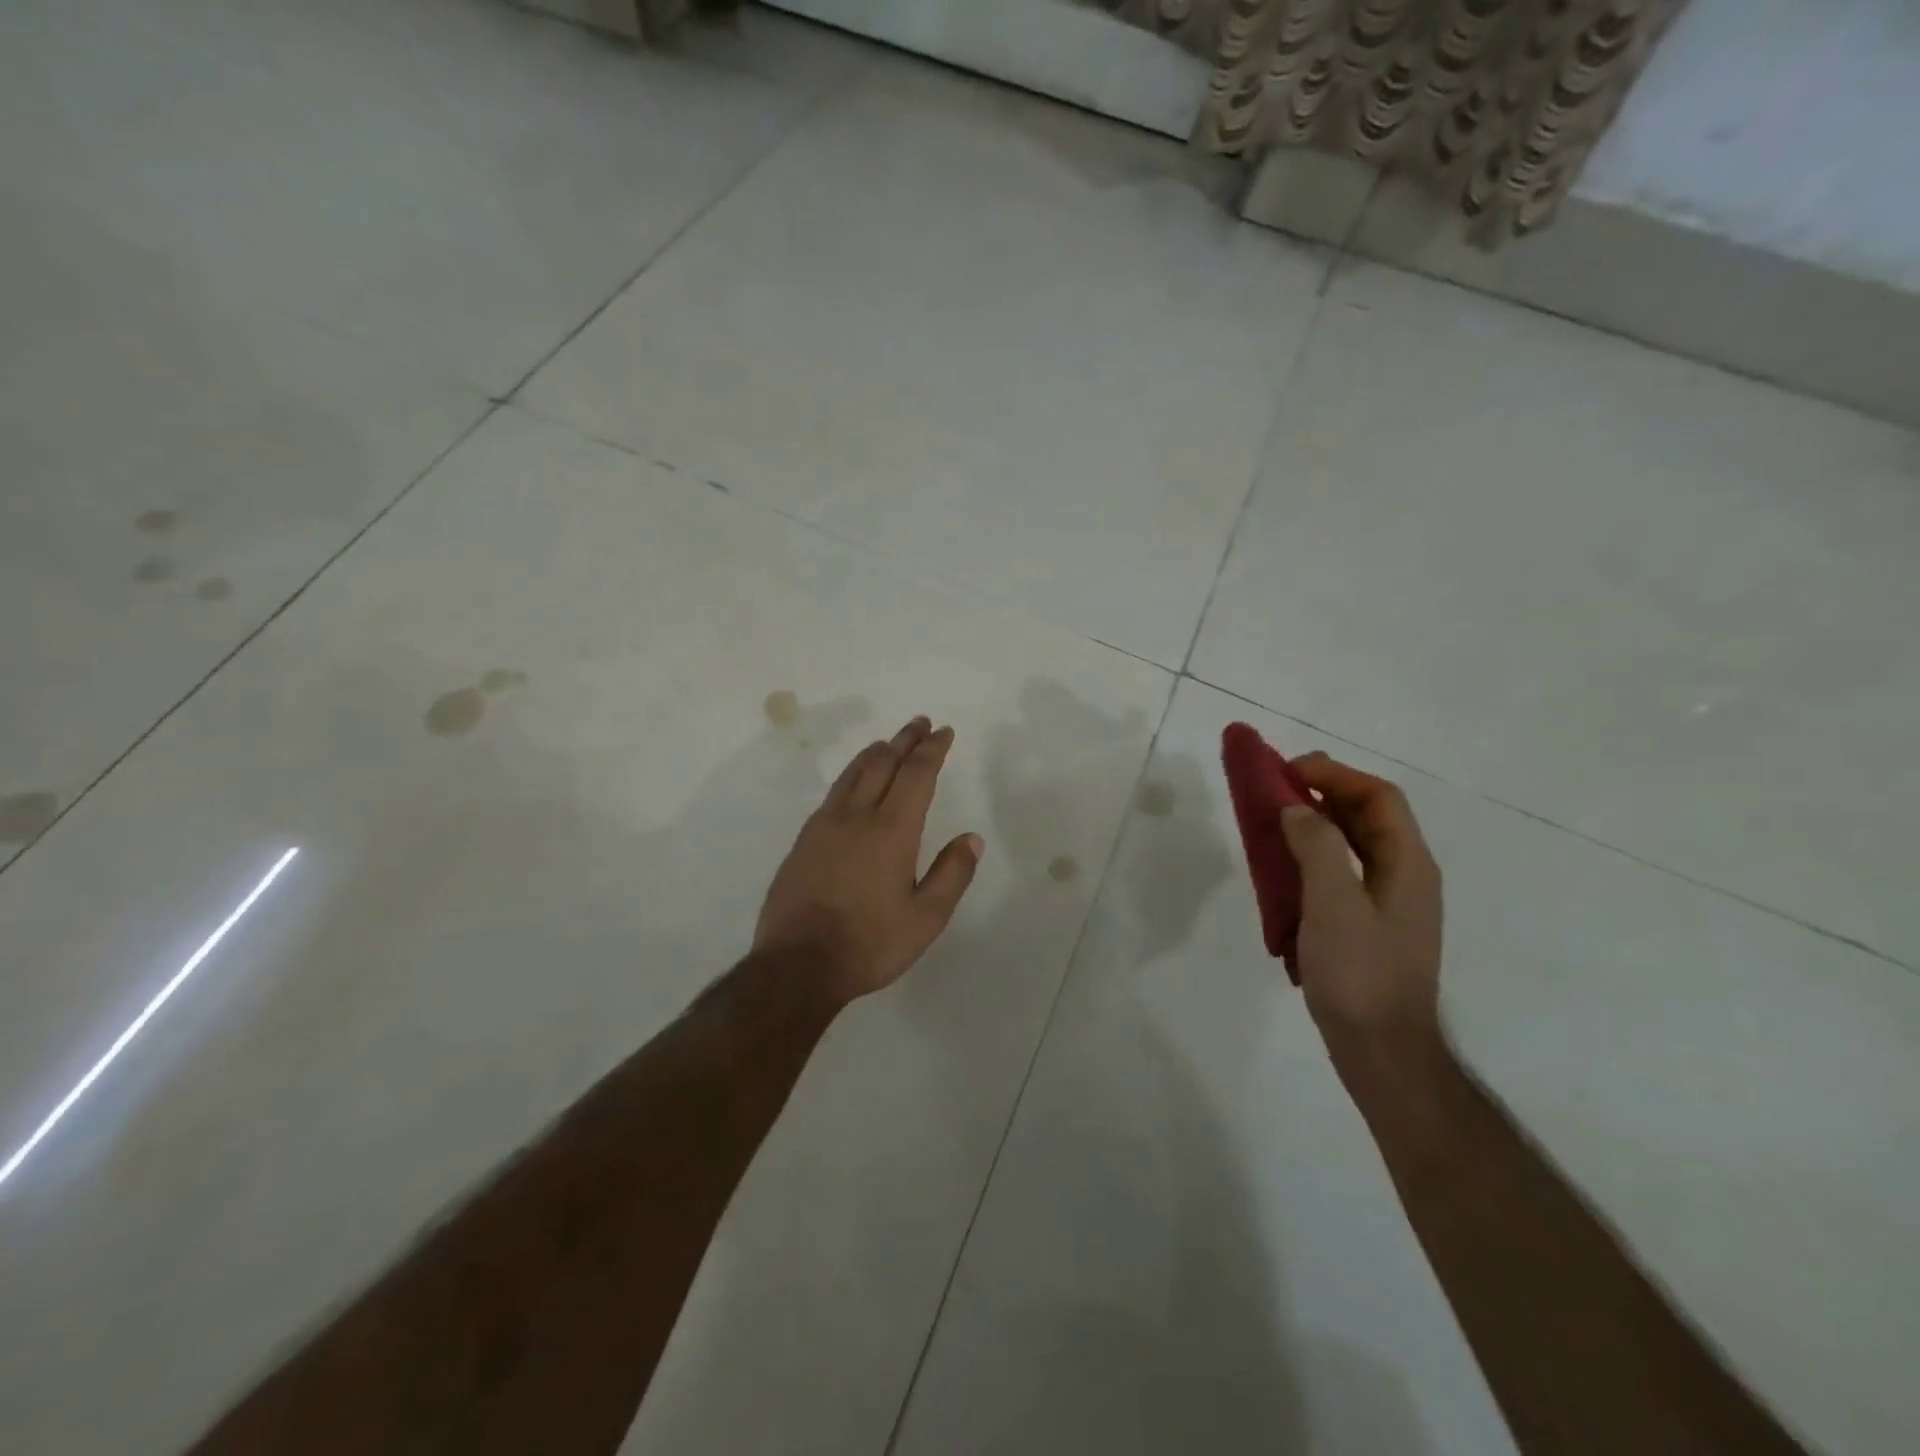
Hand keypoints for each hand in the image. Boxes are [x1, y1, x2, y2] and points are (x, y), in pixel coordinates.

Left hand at [755, 717, 983, 1003]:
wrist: (797, 965)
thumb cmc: (869, 944)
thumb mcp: (926, 919)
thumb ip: (952, 874)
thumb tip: (972, 838)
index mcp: (892, 830)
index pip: (917, 774)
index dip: (932, 749)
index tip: (943, 732)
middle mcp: (857, 816)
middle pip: (883, 763)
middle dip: (905, 740)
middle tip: (920, 723)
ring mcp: (824, 825)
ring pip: (853, 773)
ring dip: (876, 752)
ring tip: (889, 743)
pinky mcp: (803, 840)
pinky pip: (834, 793)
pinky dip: (852, 775)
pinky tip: (853, 783)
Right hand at [1279, 753, 1443, 1065]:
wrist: (1380, 1050)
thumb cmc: (1360, 974)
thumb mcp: (1334, 905)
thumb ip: (1317, 847)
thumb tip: (1296, 809)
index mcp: (1408, 864)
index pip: (1378, 797)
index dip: (1335, 774)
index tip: (1288, 771)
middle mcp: (1404, 875)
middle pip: (1367, 815)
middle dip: (1322, 793)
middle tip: (1274, 789)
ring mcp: (1387, 903)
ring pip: (1352, 844)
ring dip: (1314, 824)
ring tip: (1272, 822)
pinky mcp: (1368, 925)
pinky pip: (1340, 873)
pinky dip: (1312, 858)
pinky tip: (1282, 871)